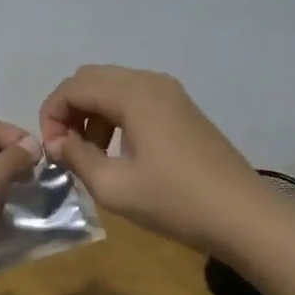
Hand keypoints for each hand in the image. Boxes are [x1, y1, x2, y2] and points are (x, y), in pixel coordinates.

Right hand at [39, 65, 264, 256]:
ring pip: (113, 87)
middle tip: (65, 149)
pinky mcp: (182, 109)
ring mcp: (170, 93)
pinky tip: (120, 152)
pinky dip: (115, 116)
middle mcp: (150, 82)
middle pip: (91, 79)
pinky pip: (135, 98)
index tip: (51, 152)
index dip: (50, 116)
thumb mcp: (114, 187)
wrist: (243, 216)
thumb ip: (77, 158)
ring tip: (91, 155)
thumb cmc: (175, 201)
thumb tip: (56, 143)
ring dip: (91, 113)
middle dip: (69, 110)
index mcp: (132, 94)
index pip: (72, 87)